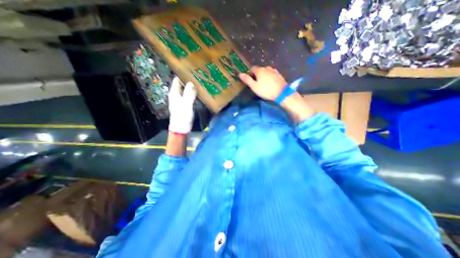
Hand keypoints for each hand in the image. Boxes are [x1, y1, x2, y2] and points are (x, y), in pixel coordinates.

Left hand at [169, 76, 196, 133]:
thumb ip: (189, 94)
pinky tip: (199, 92)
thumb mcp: (186, 104)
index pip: (177, 80)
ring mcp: (181, 100)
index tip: (191, 69)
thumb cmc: (182, 116)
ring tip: (200, 82)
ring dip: (192, 87)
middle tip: (198, 75)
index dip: (183, 74)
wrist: (181, 128)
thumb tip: (191, 82)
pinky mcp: (185, 105)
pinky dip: (193, 93)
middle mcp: (177, 95)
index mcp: (174, 93)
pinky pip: (189, 96)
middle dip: (189, 80)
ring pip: (186, 90)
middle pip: (182, 84)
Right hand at [239, 66, 285, 100]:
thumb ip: (247, 80)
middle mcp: (266, 68)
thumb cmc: (266, 90)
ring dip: (263, 75)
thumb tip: (240, 74)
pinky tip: (270, 83)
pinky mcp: (279, 74)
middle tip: (257, 83)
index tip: (250, 81)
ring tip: (264, 83)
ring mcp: (273, 70)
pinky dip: (269, 77)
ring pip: (266, 71)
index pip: (252, 69)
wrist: (281, 93)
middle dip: (257, 75)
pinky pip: (271, 74)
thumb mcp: (254, 87)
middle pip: (259, 69)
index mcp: (259, 70)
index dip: (250, 74)